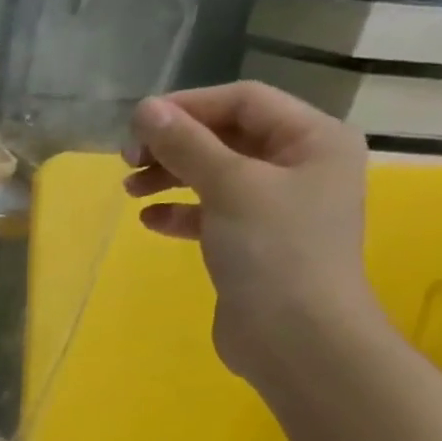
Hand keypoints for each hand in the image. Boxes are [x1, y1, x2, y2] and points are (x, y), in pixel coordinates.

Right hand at [123, 81, 379, 382]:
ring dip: (171, 177)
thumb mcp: (229, 186)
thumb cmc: (274, 250)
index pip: (244, 101)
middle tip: (128, 161)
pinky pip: (211, 215)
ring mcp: (276, 208)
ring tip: (129, 190)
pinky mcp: (252, 244)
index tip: (137, 124)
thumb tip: (144, 109)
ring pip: (214, 176)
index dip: (189, 106)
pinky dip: (180, 213)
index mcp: (313, 139)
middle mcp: (300, 167)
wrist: (296, 339)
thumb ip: (186, 144)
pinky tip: (150, 221)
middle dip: (175, 145)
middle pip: (227, 137)